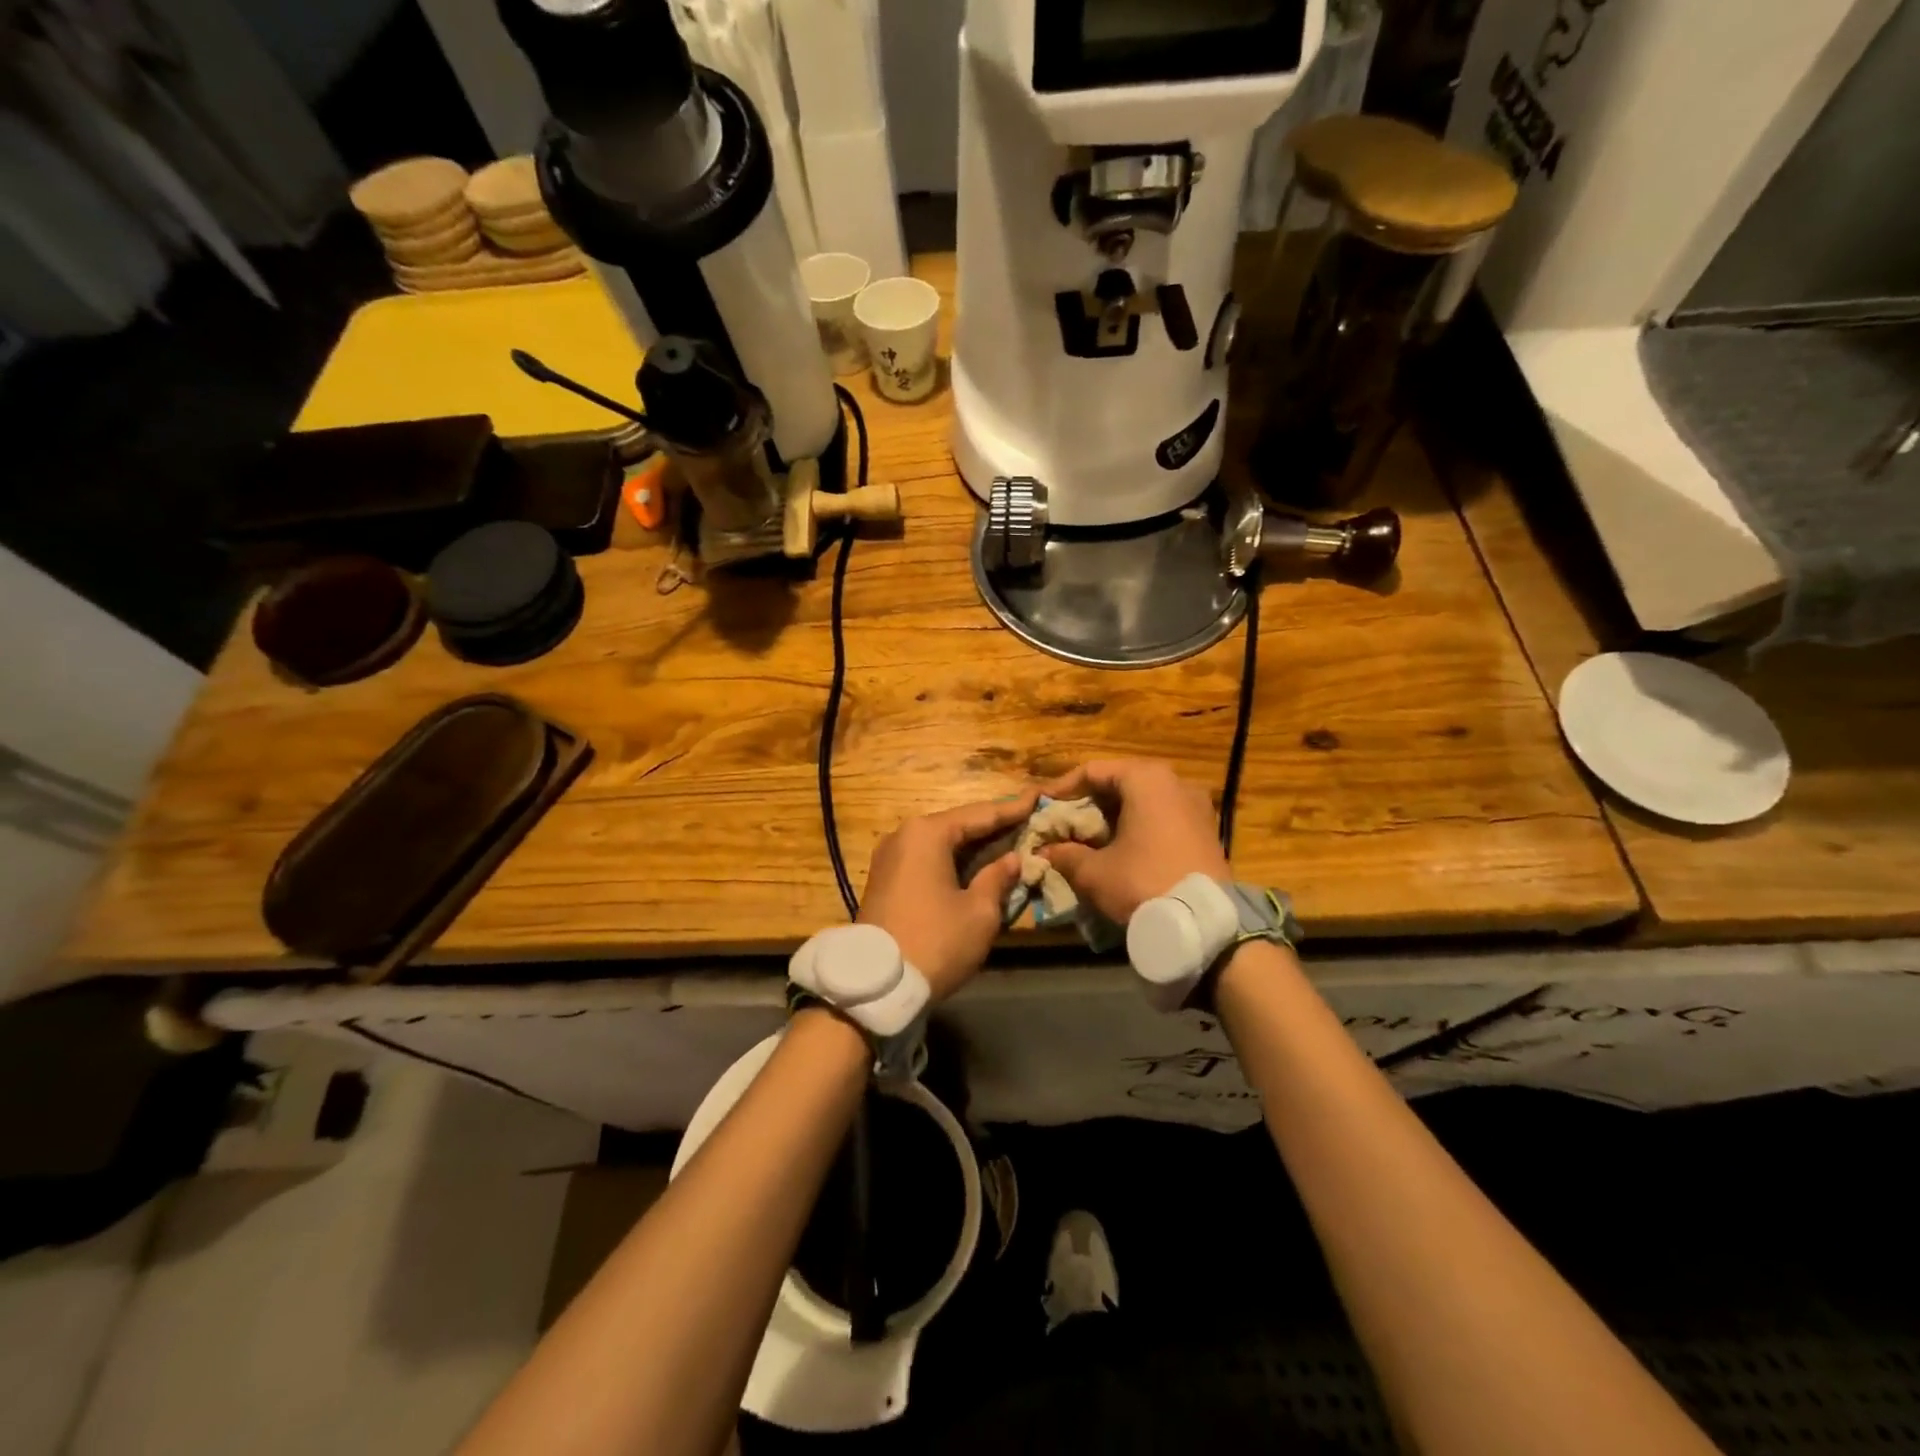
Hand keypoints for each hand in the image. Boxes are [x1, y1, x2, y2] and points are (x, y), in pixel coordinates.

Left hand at [858, 790, 1037, 1000]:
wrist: (877, 985)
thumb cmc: (936, 942)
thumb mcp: (979, 912)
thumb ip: (998, 878)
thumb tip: (1012, 859)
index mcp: (927, 833)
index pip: (980, 814)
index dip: (1013, 809)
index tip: (1039, 797)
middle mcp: (904, 835)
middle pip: (958, 825)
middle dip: (993, 827)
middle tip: (1029, 822)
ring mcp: (890, 857)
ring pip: (942, 843)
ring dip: (974, 846)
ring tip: (1010, 843)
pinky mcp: (885, 879)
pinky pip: (927, 859)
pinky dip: (954, 861)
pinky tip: (978, 866)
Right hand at [1037, 760, 1229, 923]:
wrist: (1205, 925)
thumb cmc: (1143, 883)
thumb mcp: (1094, 872)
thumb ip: (1066, 854)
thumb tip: (1047, 850)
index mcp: (1146, 779)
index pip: (1093, 771)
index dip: (1062, 789)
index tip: (1042, 806)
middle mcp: (1175, 782)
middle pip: (1120, 783)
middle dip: (1089, 803)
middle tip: (1063, 823)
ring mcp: (1196, 806)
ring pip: (1143, 801)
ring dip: (1114, 817)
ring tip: (1088, 838)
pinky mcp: (1207, 830)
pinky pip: (1163, 817)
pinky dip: (1138, 827)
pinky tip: (1121, 850)